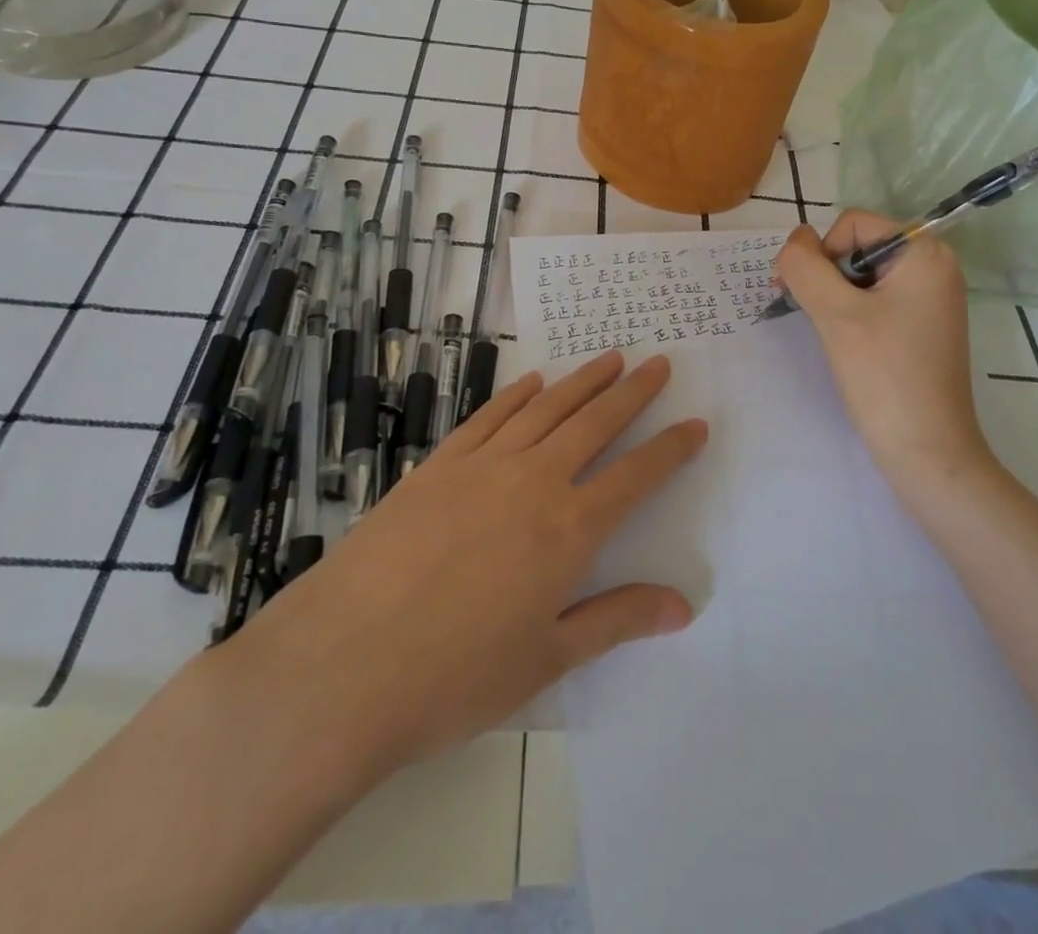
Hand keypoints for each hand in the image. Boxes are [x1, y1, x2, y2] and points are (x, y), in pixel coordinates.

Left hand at [232, 351, 705, 788]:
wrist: (342, 667)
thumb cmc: (454, 677)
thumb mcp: (546, 660)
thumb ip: (615, 620)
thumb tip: (682, 605)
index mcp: (568, 530)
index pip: (636, 476)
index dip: (671, 448)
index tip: (695, 424)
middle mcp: (533, 482)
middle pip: (595, 424)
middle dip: (632, 392)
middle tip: (658, 364)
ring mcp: (482, 467)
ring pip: (546, 409)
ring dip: (582, 381)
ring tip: (610, 359)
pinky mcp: (437, 466)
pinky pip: (488, 417)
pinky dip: (516, 395)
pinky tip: (533, 382)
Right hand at [774, 211, 994, 499]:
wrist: (926, 451)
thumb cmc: (883, 375)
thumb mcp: (835, 313)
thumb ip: (805, 266)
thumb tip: (794, 240)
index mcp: (925, 253)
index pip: (852, 225)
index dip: (822, 254)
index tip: (806, 297)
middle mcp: (934, 267)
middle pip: (858, 246)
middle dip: (827, 276)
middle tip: (814, 317)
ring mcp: (930, 298)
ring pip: (861, 275)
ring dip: (835, 297)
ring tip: (831, 334)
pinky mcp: (922, 325)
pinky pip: (876, 299)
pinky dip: (851, 313)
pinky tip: (847, 344)